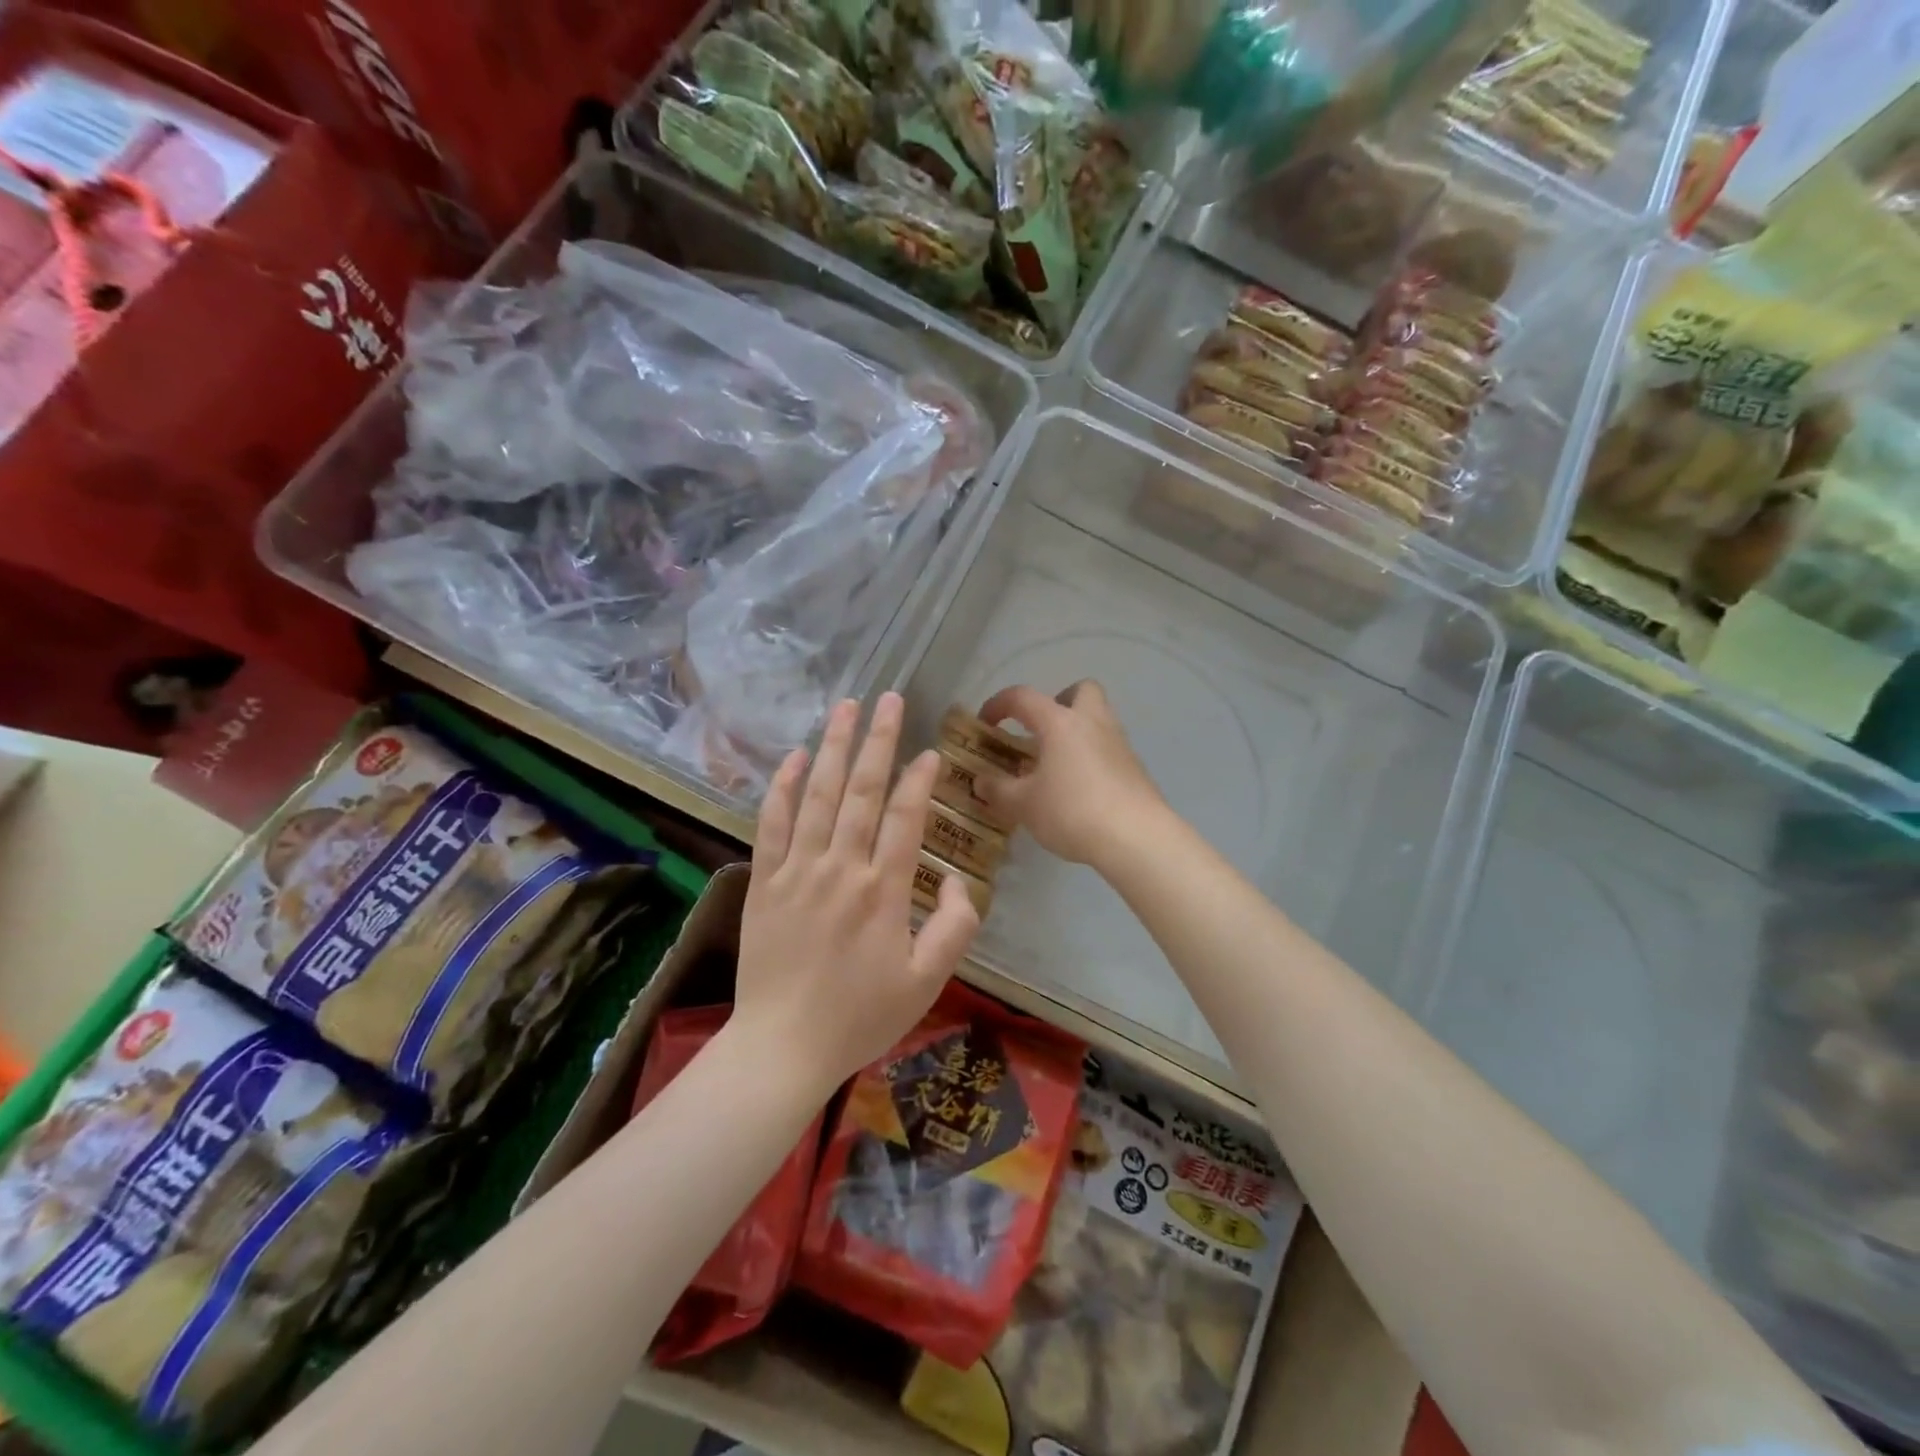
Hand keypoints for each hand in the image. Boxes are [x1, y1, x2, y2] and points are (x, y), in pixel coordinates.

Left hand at [730, 693, 980, 1094]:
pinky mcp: (764, 882)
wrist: (783, 1047)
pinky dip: (781, 787)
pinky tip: (793, 757)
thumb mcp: (927, 981)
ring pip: (816, 795)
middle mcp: (841, 868)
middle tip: (889, 698)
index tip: (930, 751)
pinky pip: (772, 823)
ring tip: (846, 707)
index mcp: (883, 890)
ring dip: (832, 748)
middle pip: (861, 791)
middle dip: (877, 740)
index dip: (920, 779)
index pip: (905, 818)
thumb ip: (954, 926)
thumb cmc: (860, 1016)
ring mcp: (797, 871)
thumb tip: (955, 879)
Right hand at [975, 681, 1167, 867]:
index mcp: (1060, 722)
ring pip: (1097, 719)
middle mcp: (1092, 722)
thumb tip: (981, 781)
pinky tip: (1078, 789)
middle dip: (1058, 702)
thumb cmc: (1072, 811)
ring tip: (1055, 766)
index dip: (998, 704)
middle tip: (1040, 731)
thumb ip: (998, 790)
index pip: (1023, 697)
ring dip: (1075, 732)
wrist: (1136, 837)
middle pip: (1080, 690)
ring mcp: (1119, 743)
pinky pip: (1108, 748)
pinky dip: (1091, 758)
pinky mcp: (1135, 768)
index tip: (985, 723)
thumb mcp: (1023, 805)